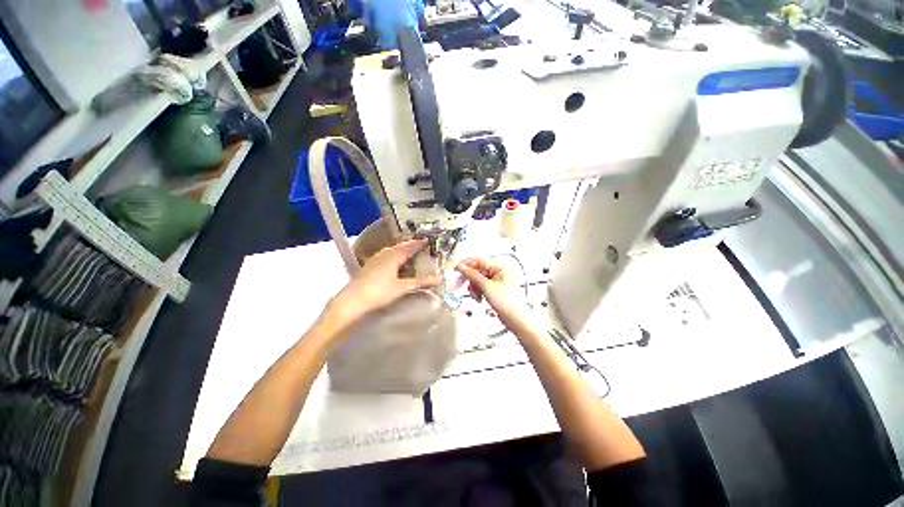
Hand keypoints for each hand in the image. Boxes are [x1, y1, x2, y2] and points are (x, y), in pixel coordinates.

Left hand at [327, 239, 440, 328]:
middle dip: (410, 245)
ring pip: (392, 250)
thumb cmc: (379, 292)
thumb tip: (439, 280)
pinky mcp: (369, 265)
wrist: (352, 300)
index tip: (427, 240)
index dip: (419, 243)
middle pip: (400, 246)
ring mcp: (375, 259)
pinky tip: (394, 262)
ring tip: (409, 251)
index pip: (409, 246)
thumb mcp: (402, 287)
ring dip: (401, 249)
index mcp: (394, 256)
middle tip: (420, 244)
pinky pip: (385, 255)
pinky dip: (394, 255)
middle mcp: (384, 254)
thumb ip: (421, 282)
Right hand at [456, 257, 530, 329]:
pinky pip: (483, 285)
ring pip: (479, 278)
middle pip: (479, 270)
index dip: (467, 264)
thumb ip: (473, 275)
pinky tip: (479, 297)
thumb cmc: (506, 302)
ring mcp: (499, 279)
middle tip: (463, 283)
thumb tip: (462, 267)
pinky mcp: (497, 287)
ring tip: (476, 295)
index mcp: (501, 266)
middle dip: (471, 279)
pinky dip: (478, 290)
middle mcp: (500, 271)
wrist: (516, 319)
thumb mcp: (486, 287)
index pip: (480, 260)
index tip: (456, 267)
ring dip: (474, 286)